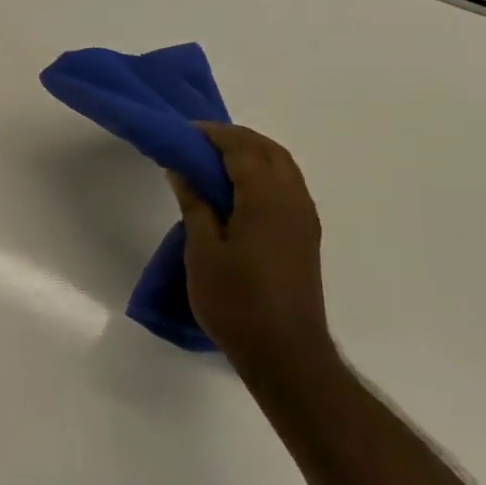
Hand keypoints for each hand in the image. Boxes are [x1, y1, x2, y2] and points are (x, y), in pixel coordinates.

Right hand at [167, 124, 339, 383]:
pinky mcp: (304, 237)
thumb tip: (183, 168)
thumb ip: (195, 203)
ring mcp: (304, 219)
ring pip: (281, 167)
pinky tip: (235, 191)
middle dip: (234, 138)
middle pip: (268, 151)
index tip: (181, 132)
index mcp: (267, 199)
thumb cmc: (235, 301)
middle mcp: (294, 200)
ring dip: (250, 155)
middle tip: (195, 143)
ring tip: (211, 163)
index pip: (241, 148)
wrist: (284, 352)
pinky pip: (285, 187)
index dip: (211, 134)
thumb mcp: (202, 250)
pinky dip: (261, 174)